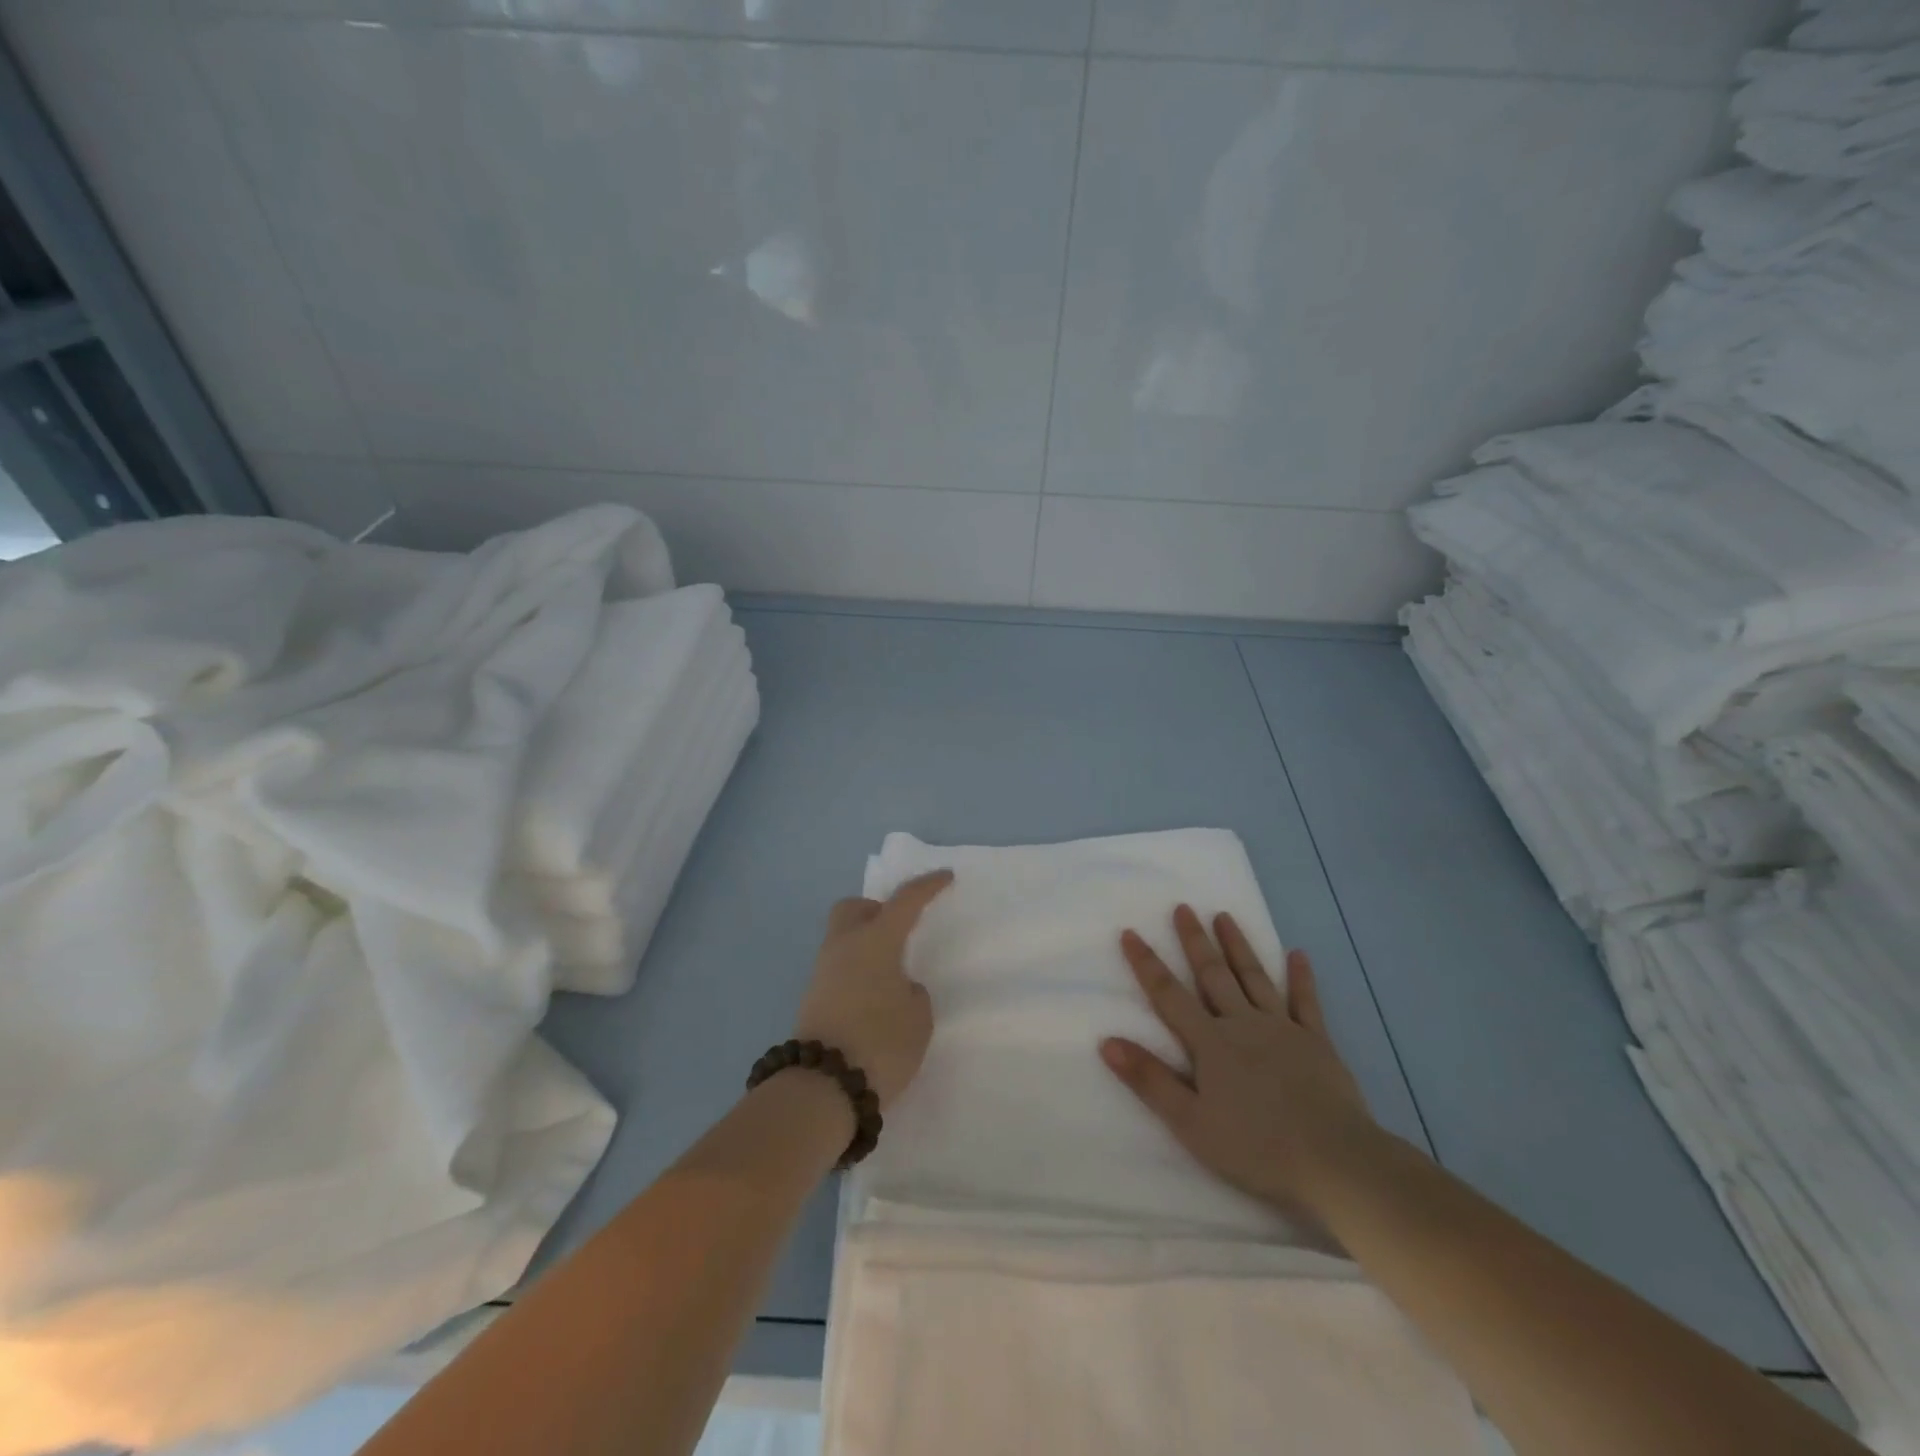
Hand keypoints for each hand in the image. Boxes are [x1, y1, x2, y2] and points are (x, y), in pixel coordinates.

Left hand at [792, 870, 952, 1108]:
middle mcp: (844, 946)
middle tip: (900, 931)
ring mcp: (823, 972)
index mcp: (874, 940)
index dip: (927, 886)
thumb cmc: (881, 1042)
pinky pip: (839, 968)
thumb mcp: (918, 1017)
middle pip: (854, 908)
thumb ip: (912, 992)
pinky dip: (857, 970)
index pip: (905, 901)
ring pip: (843, 939)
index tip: (945, 876)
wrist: (823, 1087)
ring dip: (866, 944)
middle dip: (876, 910)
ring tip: (891, 973)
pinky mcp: (813, 998)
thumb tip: (897, 987)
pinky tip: (874, 996)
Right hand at [1100, 905, 1378, 1231]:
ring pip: (1254, 977)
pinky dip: (1301, 978)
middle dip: (1194, 940)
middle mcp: (1242, 1023)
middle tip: (1183, 907)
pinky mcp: (1317, 1042)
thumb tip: (1106, 1041)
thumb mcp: (1191, 1122)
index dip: (1146, 963)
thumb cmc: (1256, 1147)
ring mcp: (1283, 1029)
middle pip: (1212, 974)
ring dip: (1237, 946)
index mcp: (1210, 1043)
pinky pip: (1306, 1003)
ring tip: (1224, 915)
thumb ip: (1149, 1079)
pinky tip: (1298, 955)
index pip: (1168, 994)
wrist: (1335, 1161)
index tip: (1130, 932)